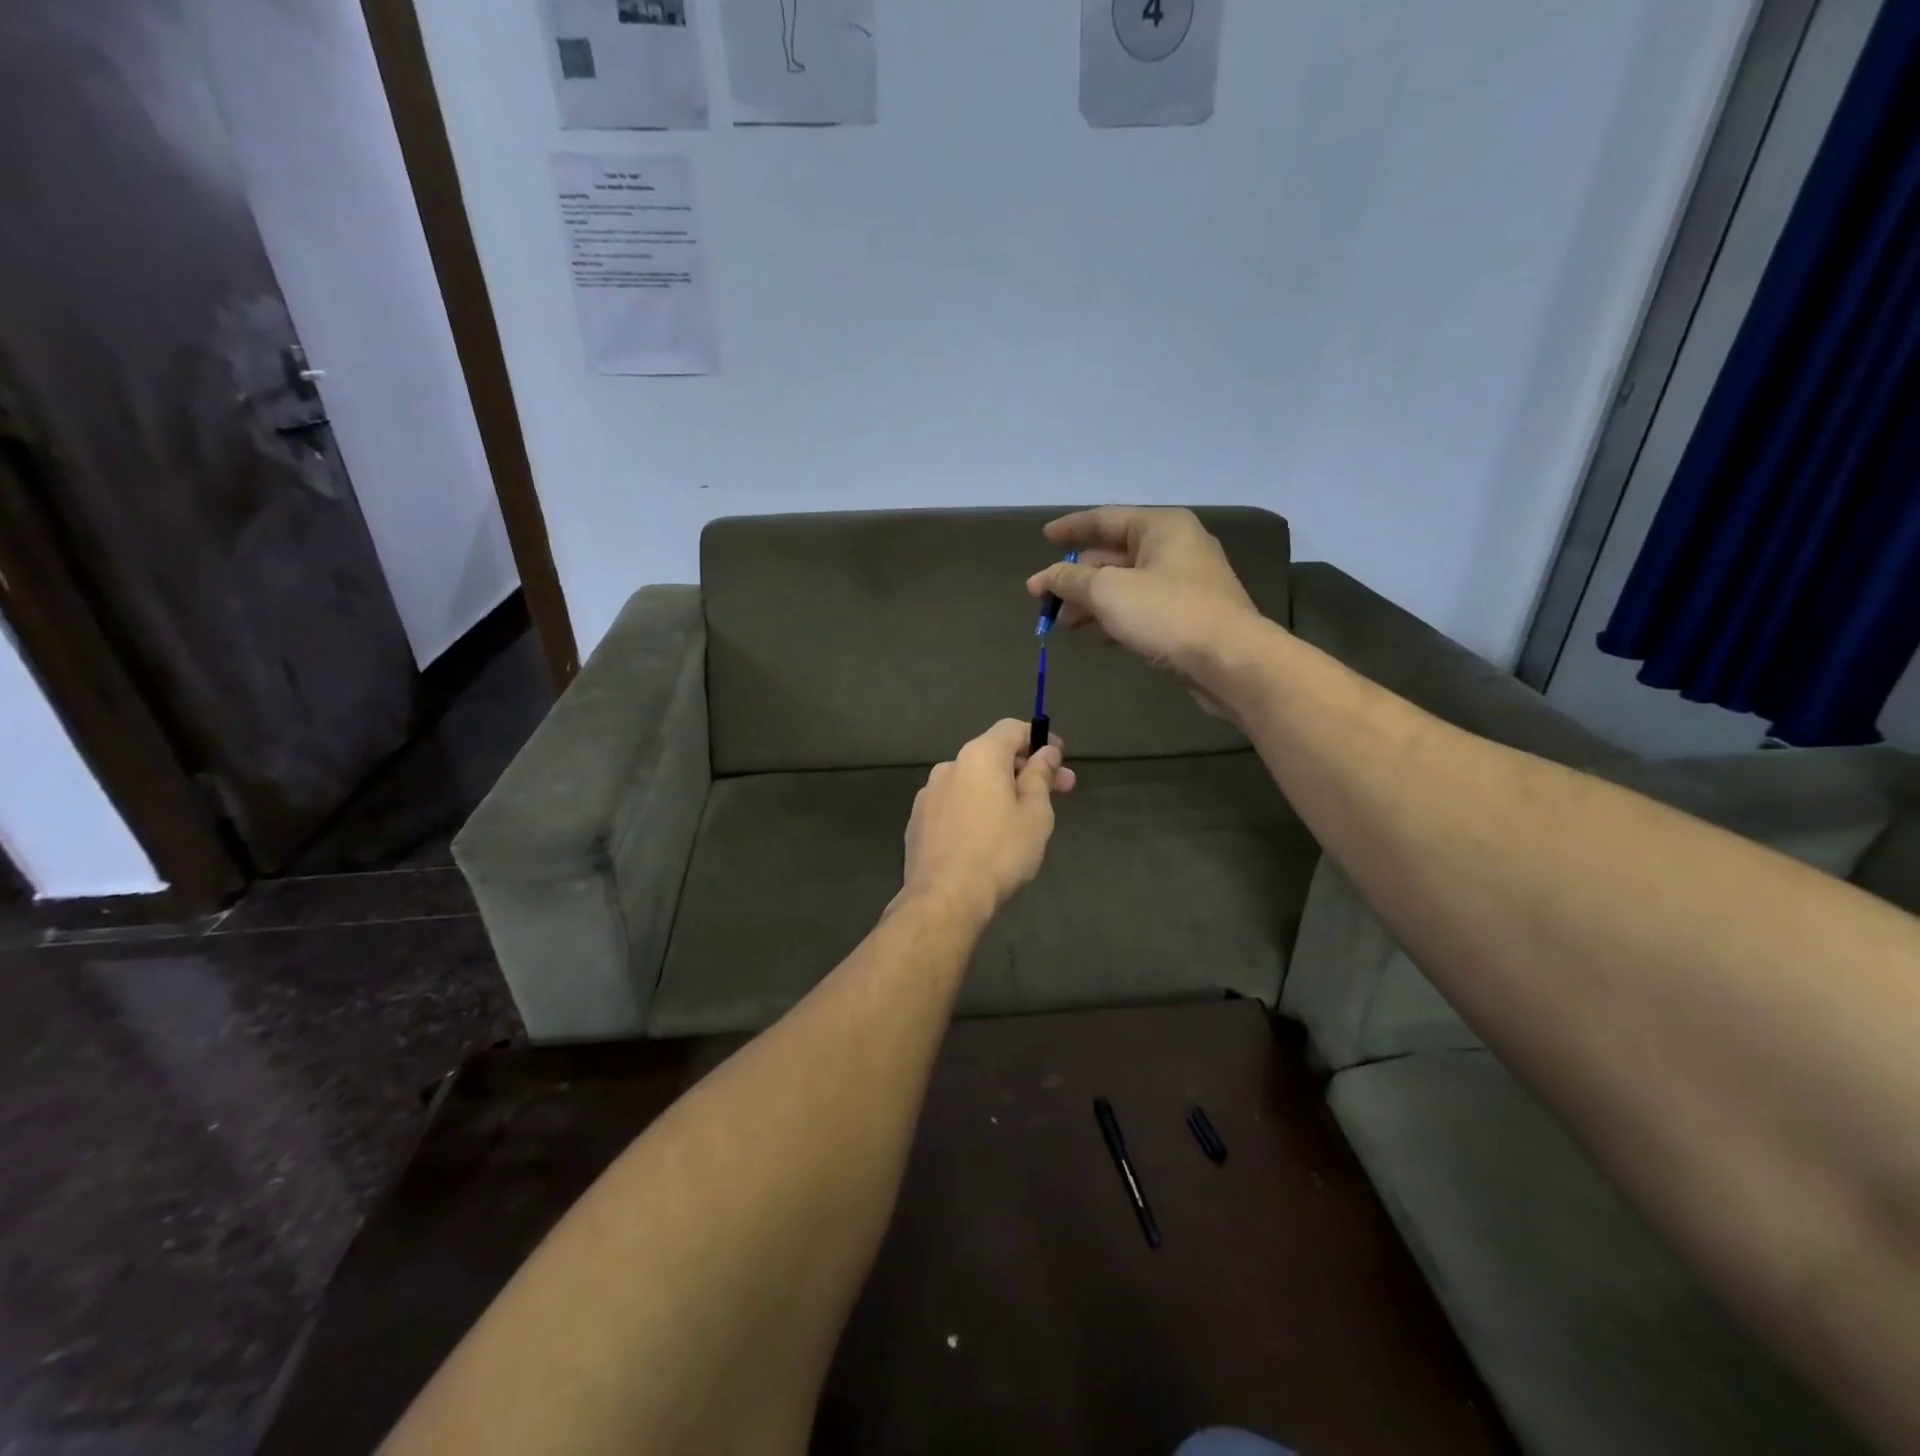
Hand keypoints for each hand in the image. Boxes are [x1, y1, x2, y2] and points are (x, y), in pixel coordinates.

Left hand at [900, 719, 1074, 920]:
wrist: (944, 898)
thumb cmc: (1000, 852)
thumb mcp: (1035, 814)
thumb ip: (1040, 776)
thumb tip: (1046, 752)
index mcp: (980, 756)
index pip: (1012, 729)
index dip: (1040, 739)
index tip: (1059, 760)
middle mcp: (950, 766)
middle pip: (993, 755)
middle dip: (1026, 769)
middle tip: (1058, 791)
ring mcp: (928, 794)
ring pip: (972, 781)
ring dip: (999, 790)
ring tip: (1020, 819)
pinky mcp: (917, 821)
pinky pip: (954, 804)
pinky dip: (974, 809)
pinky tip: (986, 836)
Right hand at [1025, 508, 1266, 692]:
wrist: (1230, 661)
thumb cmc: (1167, 614)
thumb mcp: (1108, 592)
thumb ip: (1071, 581)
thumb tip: (1045, 577)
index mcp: (1160, 527)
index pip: (1105, 518)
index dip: (1071, 529)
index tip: (1044, 539)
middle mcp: (1175, 548)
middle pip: (1113, 555)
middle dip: (1076, 578)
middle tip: (1045, 600)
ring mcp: (1184, 583)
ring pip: (1125, 585)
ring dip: (1092, 603)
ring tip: (1064, 625)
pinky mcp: (1188, 617)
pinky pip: (1141, 609)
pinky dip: (1115, 618)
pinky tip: (1097, 637)